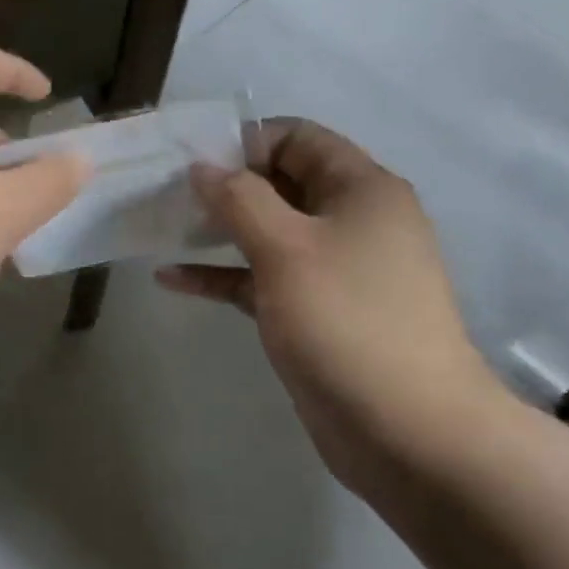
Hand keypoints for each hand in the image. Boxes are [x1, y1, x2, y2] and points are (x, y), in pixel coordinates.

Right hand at [158, 119, 506, 494]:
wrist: (405, 430)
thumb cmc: (346, 321)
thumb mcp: (286, 248)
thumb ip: (240, 199)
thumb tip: (203, 166)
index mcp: (361, 189)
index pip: (298, 138)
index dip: (245, 142)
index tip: (193, 162)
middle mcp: (352, 221)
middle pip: (282, 183)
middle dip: (225, 187)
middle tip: (168, 196)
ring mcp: (335, 270)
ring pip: (270, 234)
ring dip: (220, 231)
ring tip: (163, 229)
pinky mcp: (316, 313)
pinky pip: (265, 280)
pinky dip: (224, 276)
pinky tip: (172, 279)